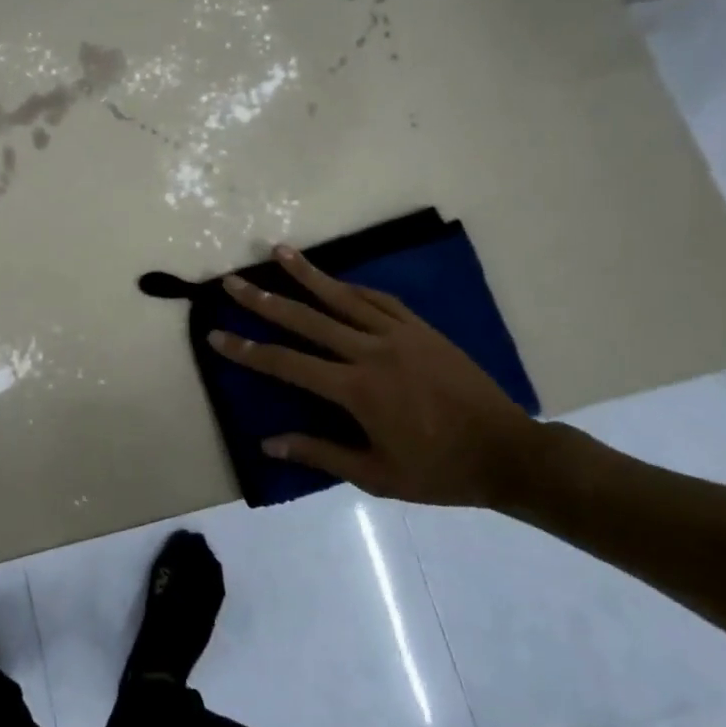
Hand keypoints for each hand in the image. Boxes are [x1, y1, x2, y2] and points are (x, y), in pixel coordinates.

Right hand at [207, 245, 541, 506]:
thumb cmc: (439, 470)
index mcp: (356, 389)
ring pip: (342, 297)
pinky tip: (335, 280)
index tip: (216, 335)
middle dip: (264, 299)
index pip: (288, 363)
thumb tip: (268, 443)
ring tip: (279, 251)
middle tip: (231, 281)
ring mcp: (398, 334)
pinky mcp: (421, 328)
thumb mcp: (377, 474)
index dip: (248, 350)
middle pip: (306, 318)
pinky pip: (379, 300)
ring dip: (307, 274)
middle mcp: (371, 351)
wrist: (509, 452)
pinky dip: (351, 288)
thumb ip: (320, 454)